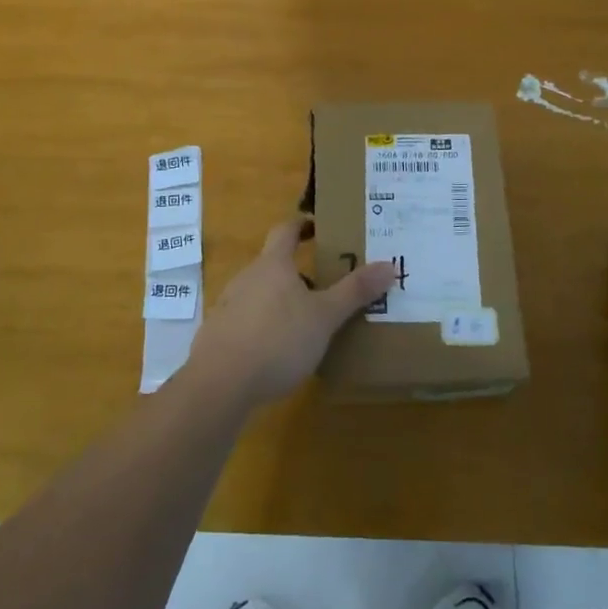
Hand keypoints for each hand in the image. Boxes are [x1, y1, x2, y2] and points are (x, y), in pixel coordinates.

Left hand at [187, 219, 394, 408]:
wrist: (219, 383)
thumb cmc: (277, 339)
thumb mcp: (324, 316)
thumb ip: (355, 292)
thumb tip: (389, 265)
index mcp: (273, 264)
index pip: (286, 230)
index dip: (302, 225)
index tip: (318, 226)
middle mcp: (247, 277)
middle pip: (273, 263)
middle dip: (297, 271)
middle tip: (325, 284)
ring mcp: (228, 306)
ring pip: (260, 293)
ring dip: (281, 300)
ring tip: (306, 321)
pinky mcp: (218, 336)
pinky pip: (246, 321)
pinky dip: (264, 326)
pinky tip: (278, 351)